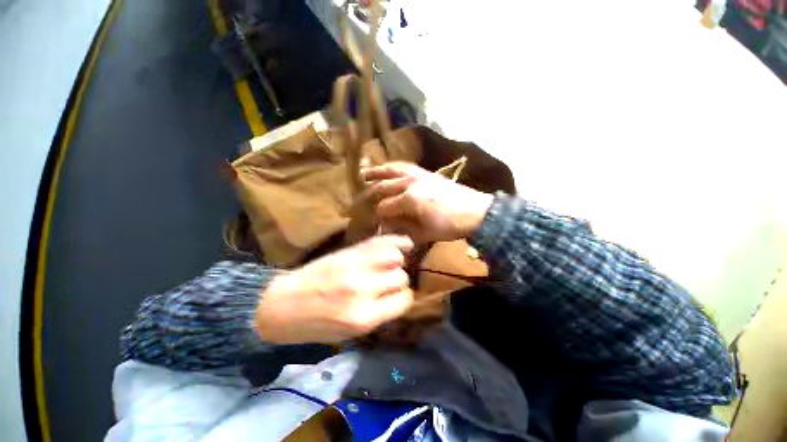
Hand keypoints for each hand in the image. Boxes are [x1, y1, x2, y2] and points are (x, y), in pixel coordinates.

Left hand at [254, 235, 414, 343]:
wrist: (281, 305)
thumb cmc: (315, 326)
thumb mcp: (350, 333)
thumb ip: (378, 314)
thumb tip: (400, 296)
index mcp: (363, 317)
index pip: (404, 300)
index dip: (403, 298)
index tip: (398, 296)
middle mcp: (363, 290)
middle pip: (400, 277)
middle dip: (399, 281)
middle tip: (389, 282)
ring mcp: (355, 266)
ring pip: (394, 256)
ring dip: (398, 261)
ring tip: (393, 263)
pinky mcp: (348, 252)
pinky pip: (379, 242)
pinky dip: (395, 241)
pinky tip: (405, 243)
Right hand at [362, 162, 493, 243]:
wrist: (476, 211)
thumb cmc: (450, 226)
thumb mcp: (425, 233)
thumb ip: (403, 229)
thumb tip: (387, 227)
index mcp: (409, 200)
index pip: (383, 208)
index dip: (376, 216)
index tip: (371, 222)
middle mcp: (409, 183)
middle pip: (382, 188)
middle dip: (368, 195)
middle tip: (358, 201)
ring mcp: (417, 174)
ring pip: (390, 170)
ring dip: (375, 173)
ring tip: (363, 175)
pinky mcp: (424, 172)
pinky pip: (403, 166)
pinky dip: (391, 167)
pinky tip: (386, 168)